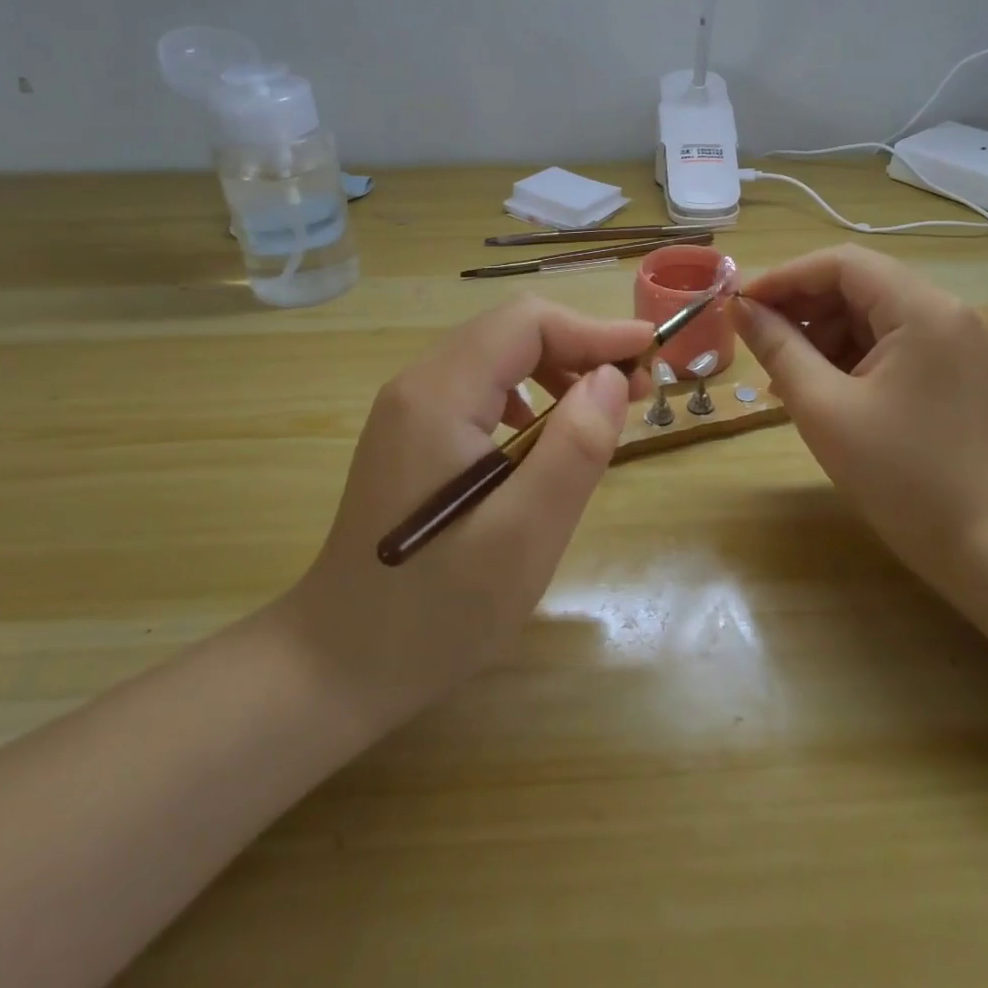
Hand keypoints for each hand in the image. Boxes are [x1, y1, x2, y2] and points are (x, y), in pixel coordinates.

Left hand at [283, 297, 653, 737]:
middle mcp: (418, 386)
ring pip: (498, 358)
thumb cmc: (435, 612)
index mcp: (439, 396)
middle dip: (581, 347)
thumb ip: (573, 450)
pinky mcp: (412, 437)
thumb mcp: (523, 537)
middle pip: (511, 332)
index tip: (651, 353)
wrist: (337, 665)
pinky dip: (528, 396)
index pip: (526, 322)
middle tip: (637, 391)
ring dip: (558, 370)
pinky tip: (543, 439)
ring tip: (601, 413)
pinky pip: (481, 389)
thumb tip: (612, 378)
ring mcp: (409, 411)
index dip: (594, 329)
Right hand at [731, 245, 987, 595]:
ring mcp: (954, 340)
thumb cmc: (899, 475)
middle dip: (801, 307)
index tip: (740, 303)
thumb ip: (777, 348)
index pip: (843, 264)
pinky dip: (848, 356)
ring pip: (870, 314)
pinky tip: (815, 386)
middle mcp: (946, 311)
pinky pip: (888, 342)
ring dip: (821, 334)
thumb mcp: (824, 407)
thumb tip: (739, 308)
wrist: (983, 545)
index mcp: (924, 310)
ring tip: (781, 374)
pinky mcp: (952, 368)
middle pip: (858, 284)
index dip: (785, 276)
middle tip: (754, 338)